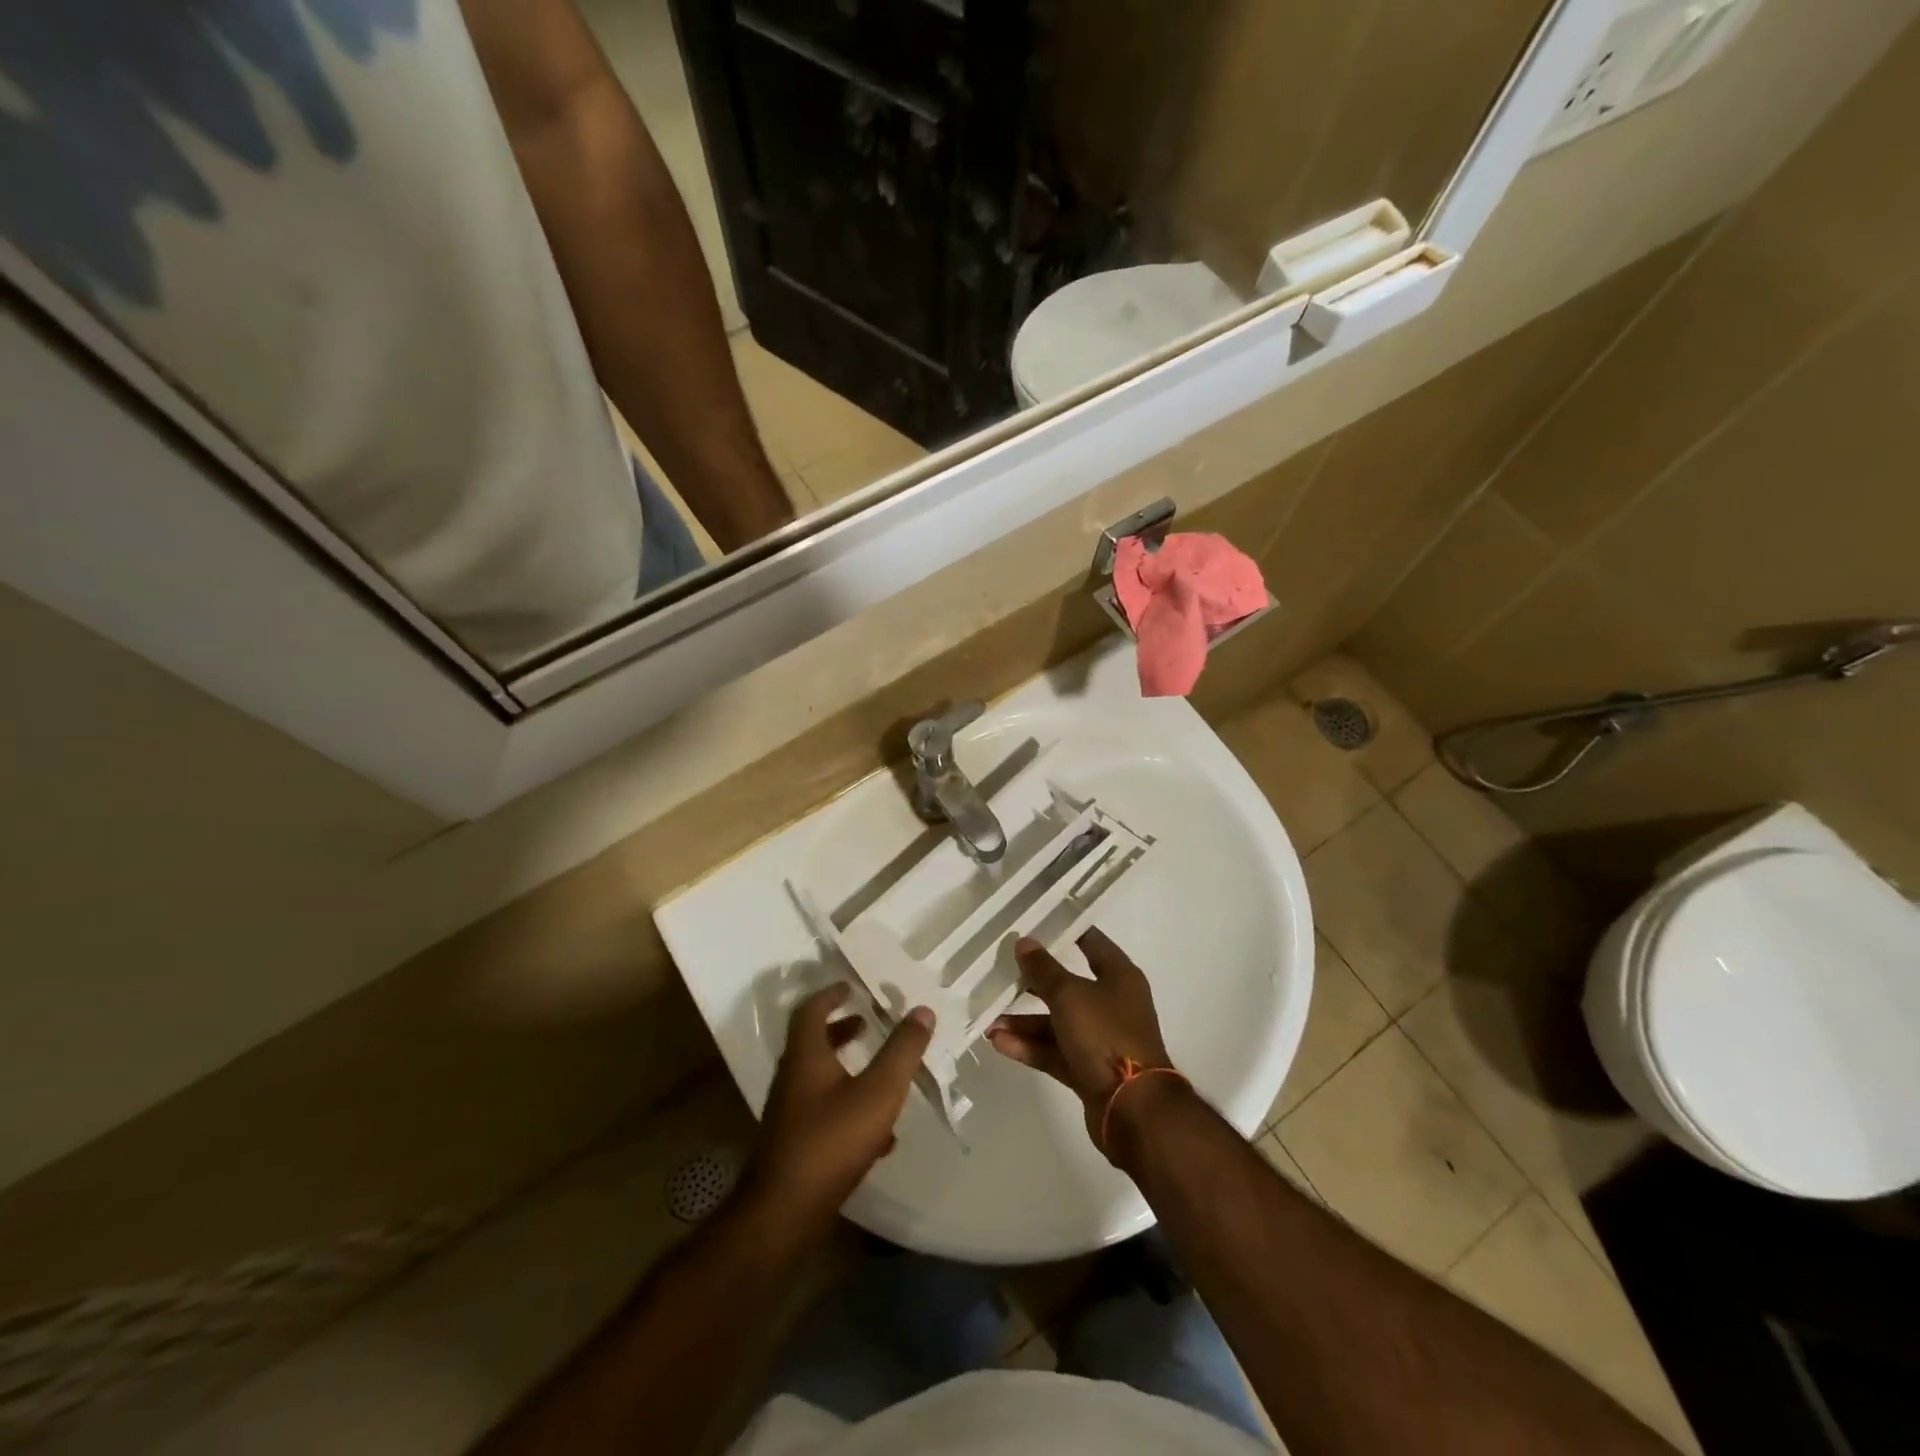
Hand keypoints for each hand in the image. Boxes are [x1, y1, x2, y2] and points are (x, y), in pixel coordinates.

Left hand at [745, 984, 933, 1225]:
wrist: (783, 1214)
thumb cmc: (831, 1140)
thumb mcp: (878, 1091)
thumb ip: (902, 1051)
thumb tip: (922, 1010)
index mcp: (806, 1056)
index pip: (811, 1010)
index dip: (830, 995)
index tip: (851, 987)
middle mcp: (792, 1078)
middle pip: (813, 1043)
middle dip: (841, 1030)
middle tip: (868, 1023)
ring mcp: (790, 1114)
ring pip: (819, 1079)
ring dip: (847, 1068)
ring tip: (881, 1074)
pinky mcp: (795, 1144)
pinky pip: (824, 1113)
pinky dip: (849, 1107)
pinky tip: (879, 1134)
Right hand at [987, 928, 1176, 1159]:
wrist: (1133, 1109)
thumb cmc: (1106, 1036)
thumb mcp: (1070, 995)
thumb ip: (1044, 969)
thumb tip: (1024, 942)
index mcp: (1119, 977)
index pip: (1091, 943)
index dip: (1065, 931)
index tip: (1035, 923)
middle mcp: (1111, 1004)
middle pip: (1068, 985)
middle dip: (1034, 982)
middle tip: (1000, 972)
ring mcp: (1100, 1039)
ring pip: (1056, 1022)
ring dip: (1024, 1021)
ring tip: (989, 1020)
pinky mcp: (1088, 1070)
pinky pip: (1054, 1051)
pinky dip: (1029, 1047)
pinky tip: (999, 1043)